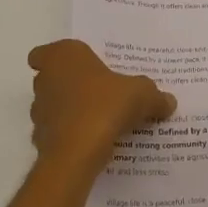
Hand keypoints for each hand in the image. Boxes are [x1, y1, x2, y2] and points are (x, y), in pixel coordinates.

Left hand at [28, 39, 174, 173]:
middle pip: (50, 79)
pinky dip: (69, 136)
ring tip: (97, 120)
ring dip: (68, 111)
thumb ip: (155, 95)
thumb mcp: (141, 95)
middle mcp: (45, 80)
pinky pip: (56, 133)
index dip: (56, 59)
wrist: (77, 153)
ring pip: (51, 107)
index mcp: (63, 56)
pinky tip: (91, 143)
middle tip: (96, 92)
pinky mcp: (40, 140)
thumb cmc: (105, 106)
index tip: (75, 68)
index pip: (43, 53)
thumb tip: (169, 101)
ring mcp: (39, 111)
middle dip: (68, 85)